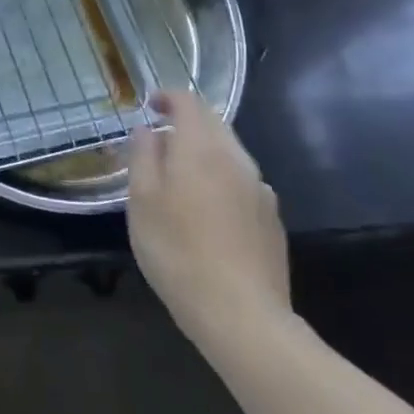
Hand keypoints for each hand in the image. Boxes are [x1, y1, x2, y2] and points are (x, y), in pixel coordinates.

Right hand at [127, 88, 289, 337]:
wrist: (242, 317)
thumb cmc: (178, 251)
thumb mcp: (142, 200)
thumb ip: (143, 156)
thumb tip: (148, 130)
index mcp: (201, 147)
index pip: (188, 101)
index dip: (167, 97)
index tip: (149, 106)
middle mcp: (236, 159)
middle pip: (213, 122)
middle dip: (187, 122)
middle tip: (160, 141)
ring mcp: (260, 189)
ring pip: (230, 153)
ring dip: (205, 152)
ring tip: (181, 178)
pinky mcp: (272, 220)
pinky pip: (243, 182)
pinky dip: (222, 179)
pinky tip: (210, 211)